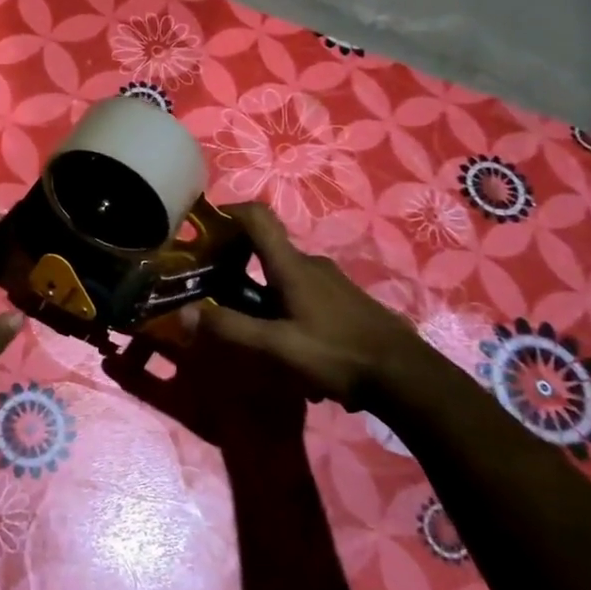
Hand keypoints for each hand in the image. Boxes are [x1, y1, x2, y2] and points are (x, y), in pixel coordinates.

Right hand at [177, 202, 420, 409]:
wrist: (407, 377)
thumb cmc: (337, 354)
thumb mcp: (276, 347)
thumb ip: (229, 328)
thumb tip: (183, 313)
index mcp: (291, 266)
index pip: (257, 217)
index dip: (227, 212)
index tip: (202, 226)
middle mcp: (311, 264)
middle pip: (265, 250)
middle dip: (235, 265)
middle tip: (213, 291)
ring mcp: (331, 282)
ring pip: (283, 276)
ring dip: (260, 294)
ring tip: (249, 328)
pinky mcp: (345, 301)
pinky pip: (303, 294)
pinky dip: (283, 307)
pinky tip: (288, 346)